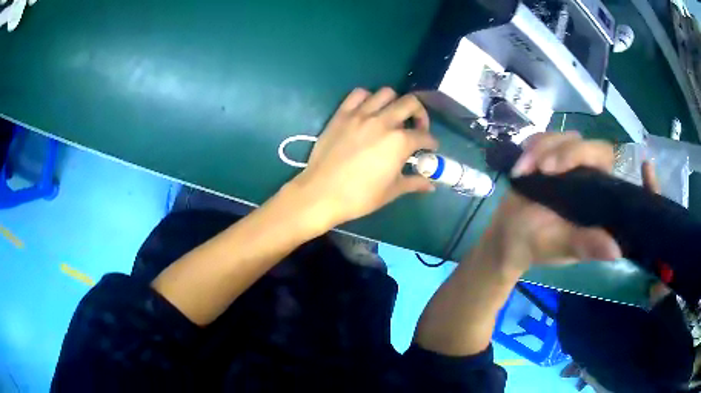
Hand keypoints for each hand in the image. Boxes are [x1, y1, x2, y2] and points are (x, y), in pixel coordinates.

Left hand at [290, 88, 438, 226]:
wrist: (321, 193)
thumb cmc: (359, 197)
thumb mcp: (391, 191)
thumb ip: (414, 183)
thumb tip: (431, 185)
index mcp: (399, 142)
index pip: (424, 136)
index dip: (431, 143)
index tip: (430, 148)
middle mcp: (383, 121)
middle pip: (410, 103)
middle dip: (420, 114)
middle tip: (417, 127)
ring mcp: (361, 115)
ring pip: (386, 93)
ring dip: (395, 102)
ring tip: (392, 117)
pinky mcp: (342, 114)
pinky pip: (358, 94)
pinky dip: (367, 98)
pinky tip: (368, 111)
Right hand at [478, 131, 620, 271]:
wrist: (509, 235)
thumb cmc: (537, 244)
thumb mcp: (561, 246)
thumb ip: (584, 245)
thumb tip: (616, 252)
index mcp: (598, 194)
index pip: (604, 158)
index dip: (587, 153)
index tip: (560, 168)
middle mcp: (588, 173)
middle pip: (584, 143)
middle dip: (563, 151)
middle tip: (542, 168)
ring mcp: (567, 161)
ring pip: (562, 138)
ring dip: (541, 150)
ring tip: (523, 172)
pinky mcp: (549, 155)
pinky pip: (543, 138)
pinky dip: (530, 150)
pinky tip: (520, 169)